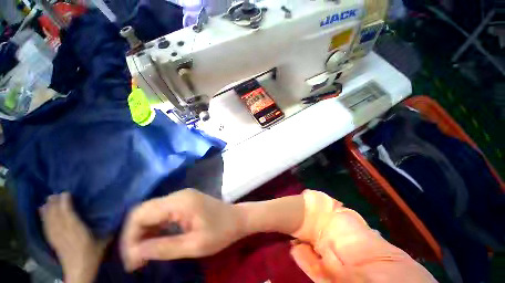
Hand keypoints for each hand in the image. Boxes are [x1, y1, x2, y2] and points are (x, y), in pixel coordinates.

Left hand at [40, 192, 107, 282]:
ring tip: (48, 199)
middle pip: (57, 216)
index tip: (66, 193)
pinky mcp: (52, 240)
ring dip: (48, 209)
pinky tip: (41, 211)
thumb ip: (108, 229)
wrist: (79, 271)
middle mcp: (65, 233)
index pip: (69, 216)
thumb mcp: (104, 242)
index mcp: (78, 232)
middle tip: (55, 193)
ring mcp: (57, 237)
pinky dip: (43, 217)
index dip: (66, 204)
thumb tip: (118, 216)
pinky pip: (46, 226)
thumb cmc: (93, 255)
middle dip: (55, 204)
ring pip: (50, 220)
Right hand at [121, 188, 241, 271]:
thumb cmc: (221, 232)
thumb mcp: (194, 245)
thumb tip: (134, 253)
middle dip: (134, 236)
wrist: (237, 218)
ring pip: (151, 212)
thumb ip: (164, 248)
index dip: (130, 238)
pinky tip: (154, 242)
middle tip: (136, 261)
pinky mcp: (185, 201)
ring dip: (142, 233)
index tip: (132, 261)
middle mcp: (178, 195)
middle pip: (143, 211)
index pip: (141, 214)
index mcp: (181, 202)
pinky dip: (154, 228)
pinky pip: (162, 213)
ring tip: (143, 255)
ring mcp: (182, 197)